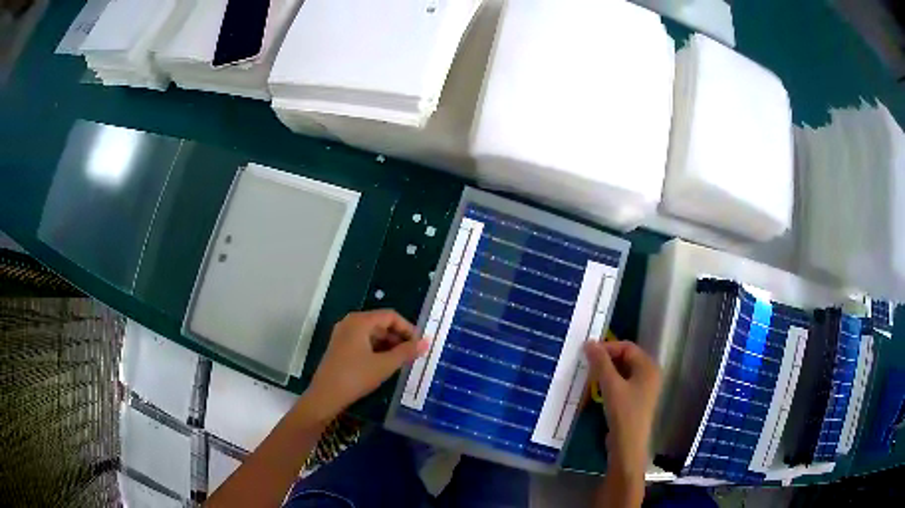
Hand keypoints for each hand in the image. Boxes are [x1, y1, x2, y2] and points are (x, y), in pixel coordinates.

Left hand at [302, 310, 428, 421]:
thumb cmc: (356, 377)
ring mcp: (343, 335)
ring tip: (402, 361)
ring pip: (372, 334)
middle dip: (399, 337)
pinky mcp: (340, 347)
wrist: (326, 396)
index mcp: (360, 321)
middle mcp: (350, 323)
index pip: (390, 316)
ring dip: (389, 345)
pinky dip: (377, 349)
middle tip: (413, 354)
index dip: (408, 328)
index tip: (419, 344)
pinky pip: (363, 342)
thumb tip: (426, 343)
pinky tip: (385, 364)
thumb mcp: (384, 365)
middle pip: (381, 323)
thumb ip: (406, 352)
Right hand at [584, 340, 660, 476]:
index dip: (607, 348)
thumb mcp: (611, 386)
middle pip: (626, 358)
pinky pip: (623, 384)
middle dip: (606, 360)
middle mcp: (649, 374)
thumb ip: (600, 363)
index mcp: (648, 367)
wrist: (628, 446)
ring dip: (606, 372)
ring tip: (589, 377)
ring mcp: (644, 389)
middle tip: (587, 365)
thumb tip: (589, 343)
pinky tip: (597, 390)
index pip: (627, 347)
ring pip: (623, 372)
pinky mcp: (636, 401)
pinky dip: (610, 383)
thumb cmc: (623, 413)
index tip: (587, 354)